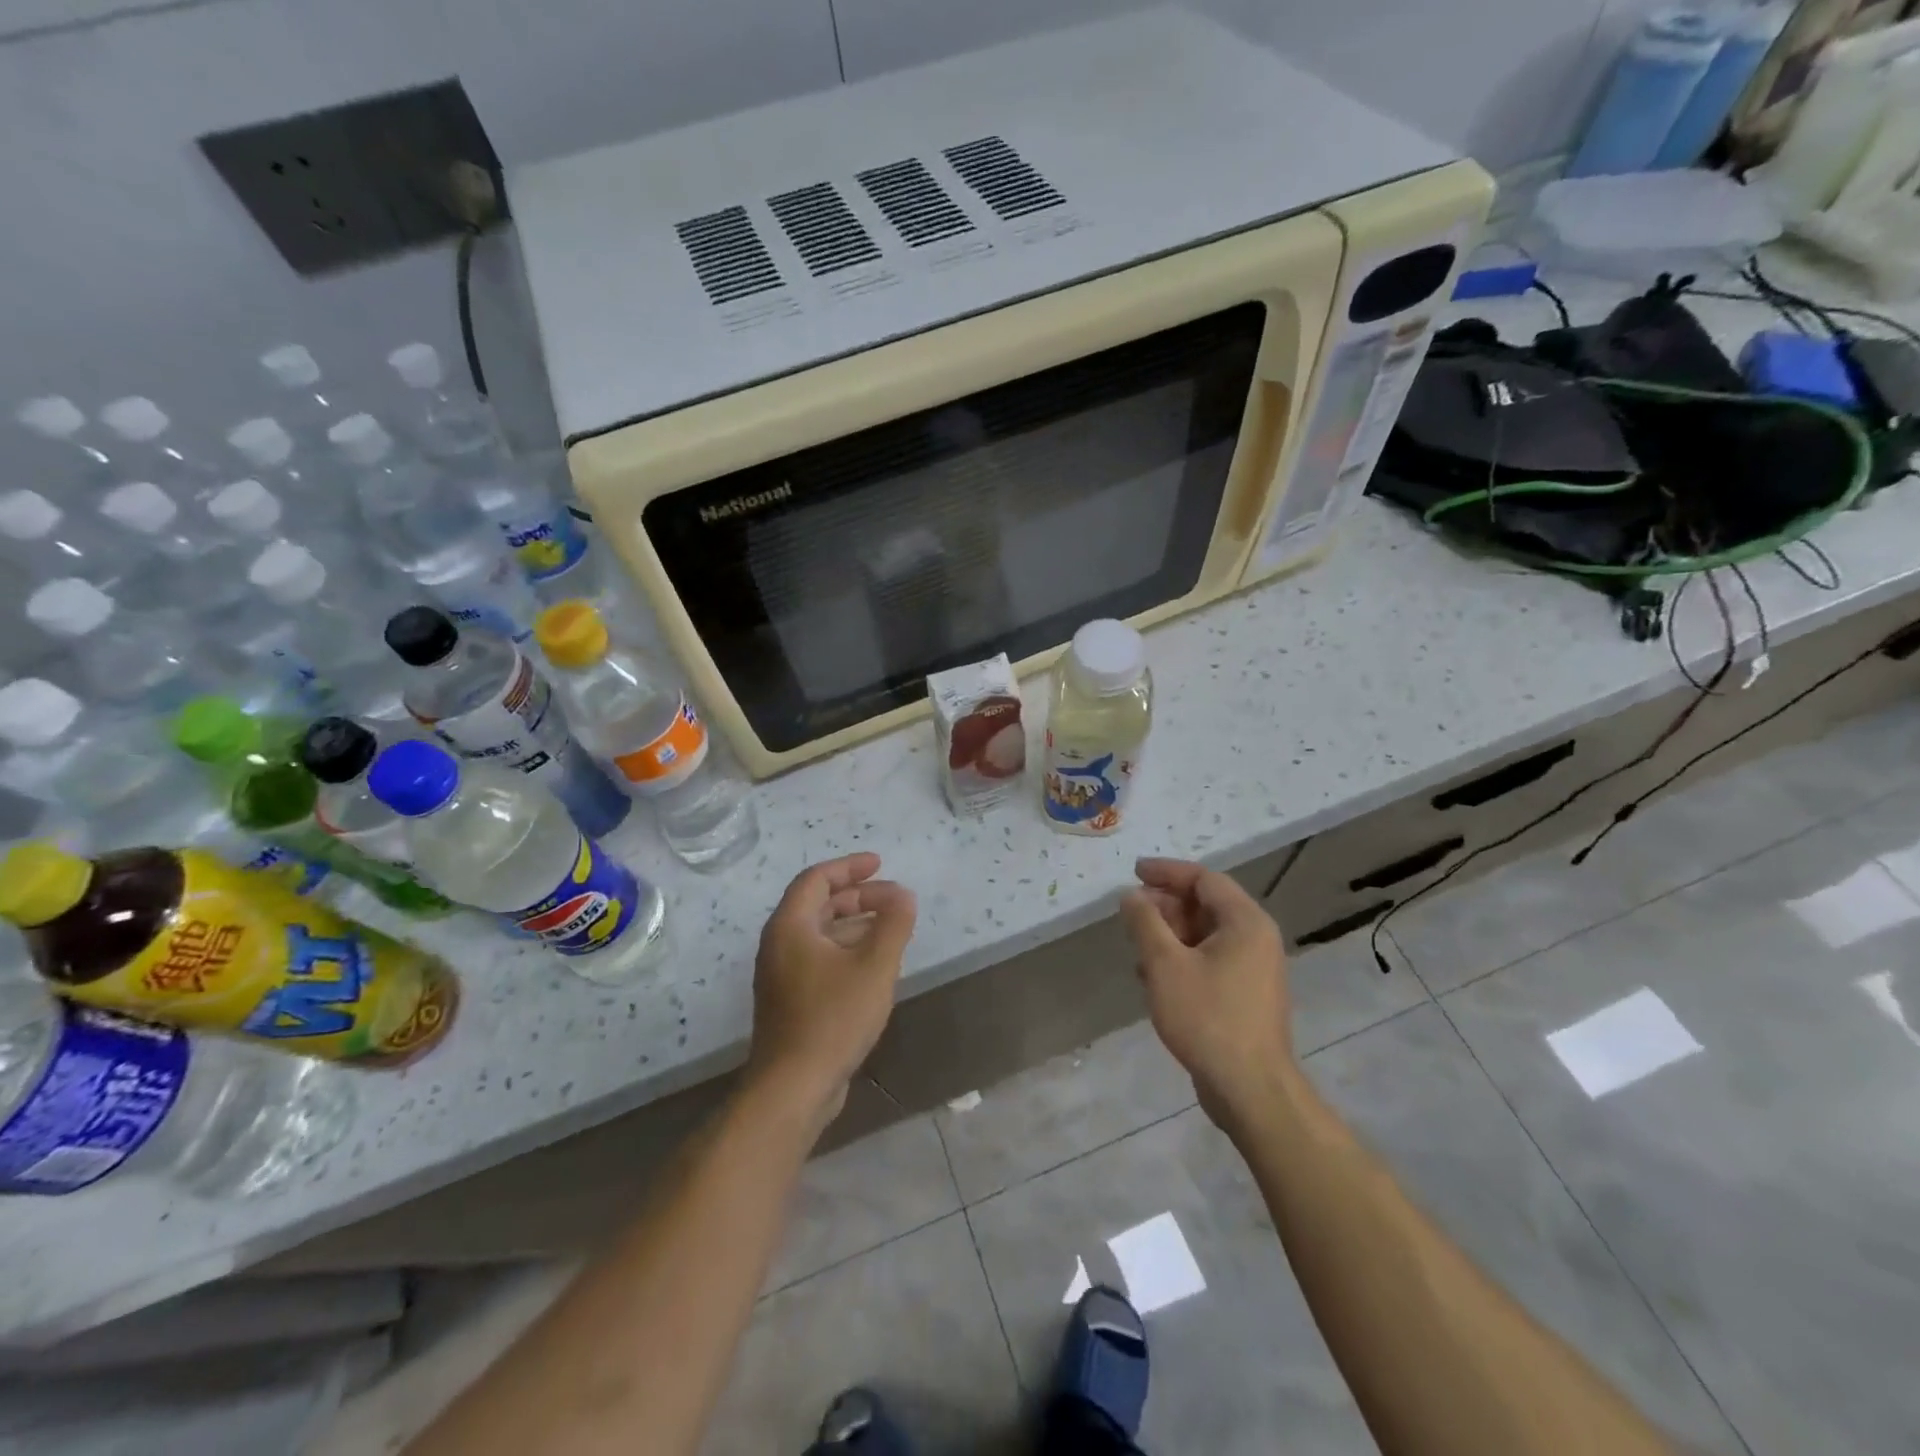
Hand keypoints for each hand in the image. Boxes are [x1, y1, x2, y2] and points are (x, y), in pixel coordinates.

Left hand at [746, 853, 916, 1125]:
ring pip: (820, 933)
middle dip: (858, 896)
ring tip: (892, 927)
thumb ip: (893, 924)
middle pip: (819, 904)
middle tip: (895, 899)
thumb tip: (904, 896)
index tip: (880, 864)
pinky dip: (847, 949)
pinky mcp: (791, 1000)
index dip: (850, 867)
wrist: (794, 1087)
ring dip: (856, 923)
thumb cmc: (834, 1018)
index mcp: (790, 926)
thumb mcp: (874, 966)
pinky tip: (874, 964)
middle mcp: (779, 944)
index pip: (817, 879)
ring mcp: (782, 975)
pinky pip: (820, 958)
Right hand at [1119, 858, 1292, 1127]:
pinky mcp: (1245, 996)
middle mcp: (1256, 939)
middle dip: (1165, 905)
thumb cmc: (1207, 1017)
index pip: (1204, 879)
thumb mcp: (1165, 964)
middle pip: (1206, 905)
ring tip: (1135, 946)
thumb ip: (1145, 923)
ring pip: (1205, 936)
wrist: (1250, 1090)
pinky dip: (1181, 959)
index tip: (1133, 871)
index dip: (1166, 872)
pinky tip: (1152, 978)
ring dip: (1169, 934)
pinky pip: (1210, 961)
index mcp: (1246, 922)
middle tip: (1130, 912)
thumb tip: (1131, 895)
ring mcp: (1254, 969)